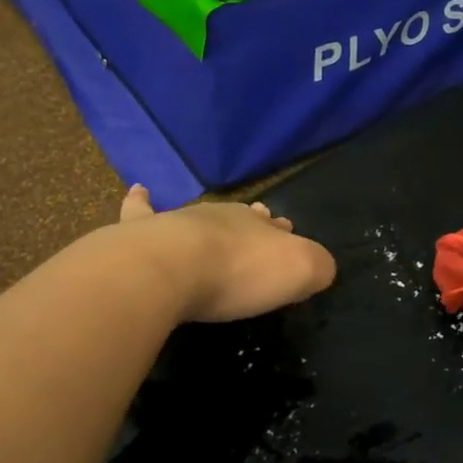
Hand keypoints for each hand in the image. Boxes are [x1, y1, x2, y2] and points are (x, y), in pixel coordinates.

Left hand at [120, 183, 335, 323]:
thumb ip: (317, 266)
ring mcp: (180, 222)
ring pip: (201, 216)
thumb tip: (323, 267)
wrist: (168, 269)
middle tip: (263, 222)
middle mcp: (222, 217)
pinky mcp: (142, 233)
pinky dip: (141, 200)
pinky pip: (141, 209)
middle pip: (243, 218)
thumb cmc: (238, 273)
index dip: (283, 233)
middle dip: (254, 223)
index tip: (288, 234)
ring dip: (210, 220)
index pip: (276, 227)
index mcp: (259, 226)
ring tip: (214, 218)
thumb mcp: (299, 272)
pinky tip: (139, 189)